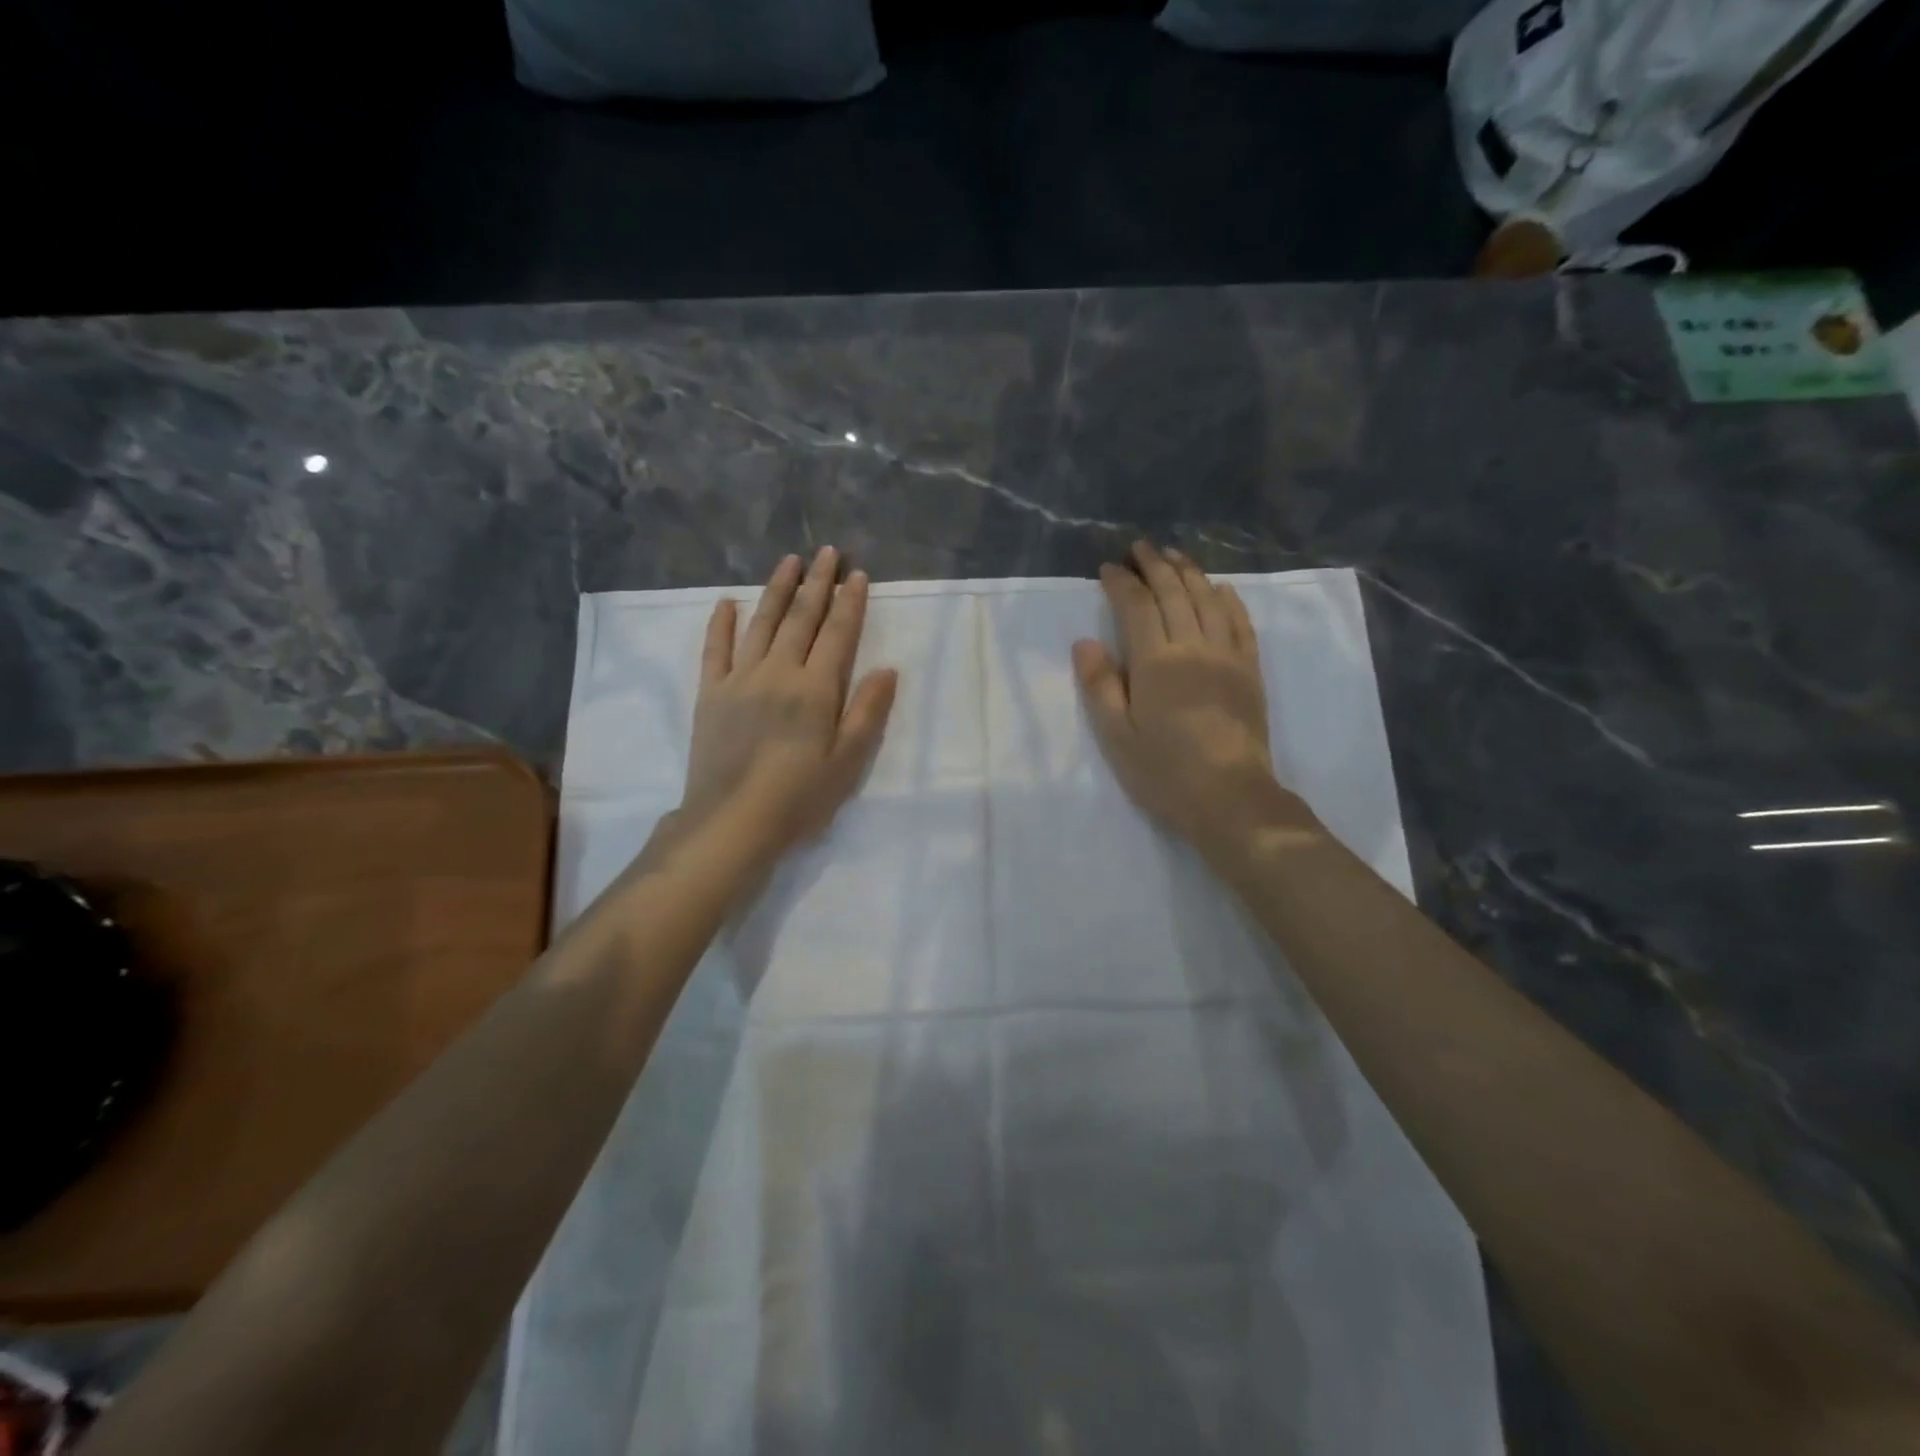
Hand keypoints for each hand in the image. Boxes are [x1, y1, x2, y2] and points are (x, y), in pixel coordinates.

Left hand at [680, 547, 897, 859]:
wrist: (732, 821)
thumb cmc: (799, 797)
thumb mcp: (847, 761)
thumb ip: (867, 712)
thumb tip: (887, 669)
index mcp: (816, 689)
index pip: (838, 634)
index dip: (850, 603)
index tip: (857, 574)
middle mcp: (779, 672)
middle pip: (801, 619)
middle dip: (817, 584)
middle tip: (827, 552)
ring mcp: (740, 679)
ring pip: (761, 624)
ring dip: (776, 590)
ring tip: (789, 562)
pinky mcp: (711, 694)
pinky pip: (715, 650)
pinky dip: (721, 624)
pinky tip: (727, 602)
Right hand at [1073, 543, 1317, 863]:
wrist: (1229, 798)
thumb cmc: (1164, 772)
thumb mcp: (1116, 736)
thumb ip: (1100, 685)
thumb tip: (1086, 642)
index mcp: (1155, 662)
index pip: (1136, 607)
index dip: (1121, 583)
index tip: (1108, 568)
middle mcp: (1193, 647)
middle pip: (1174, 593)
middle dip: (1155, 565)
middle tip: (1140, 547)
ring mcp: (1227, 655)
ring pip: (1208, 599)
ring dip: (1189, 572)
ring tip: (1174, 555)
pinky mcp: (1250, 670)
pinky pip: (1240, 622)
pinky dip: (1228, 599)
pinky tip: (1220, 588)